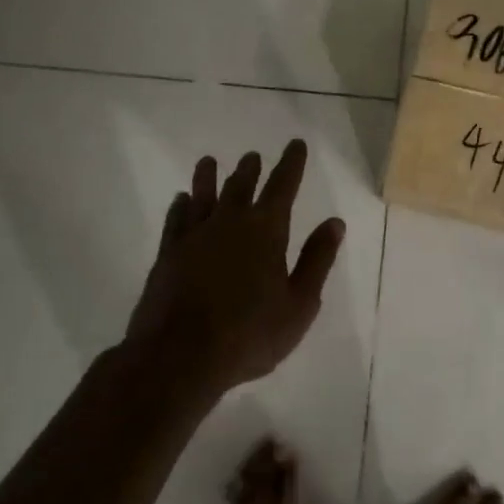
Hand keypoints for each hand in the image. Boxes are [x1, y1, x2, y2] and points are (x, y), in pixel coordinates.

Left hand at [123, 140, 344, 401]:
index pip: (283, 185)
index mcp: (266, 229)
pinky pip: (176, 220)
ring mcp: (195, 237)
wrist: (178, 359)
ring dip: (208, 177)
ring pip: (203, 195)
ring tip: (209, 162)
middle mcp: (230, 222)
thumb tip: (335, 222)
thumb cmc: (249, 334)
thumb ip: (317, 260)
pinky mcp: (168, 255)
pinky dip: (180, 206)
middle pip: (241, 186)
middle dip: (251, 169)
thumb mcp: (299, 304)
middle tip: (253, 156)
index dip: (291, 163)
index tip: (295, 144)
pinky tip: (181, 200)